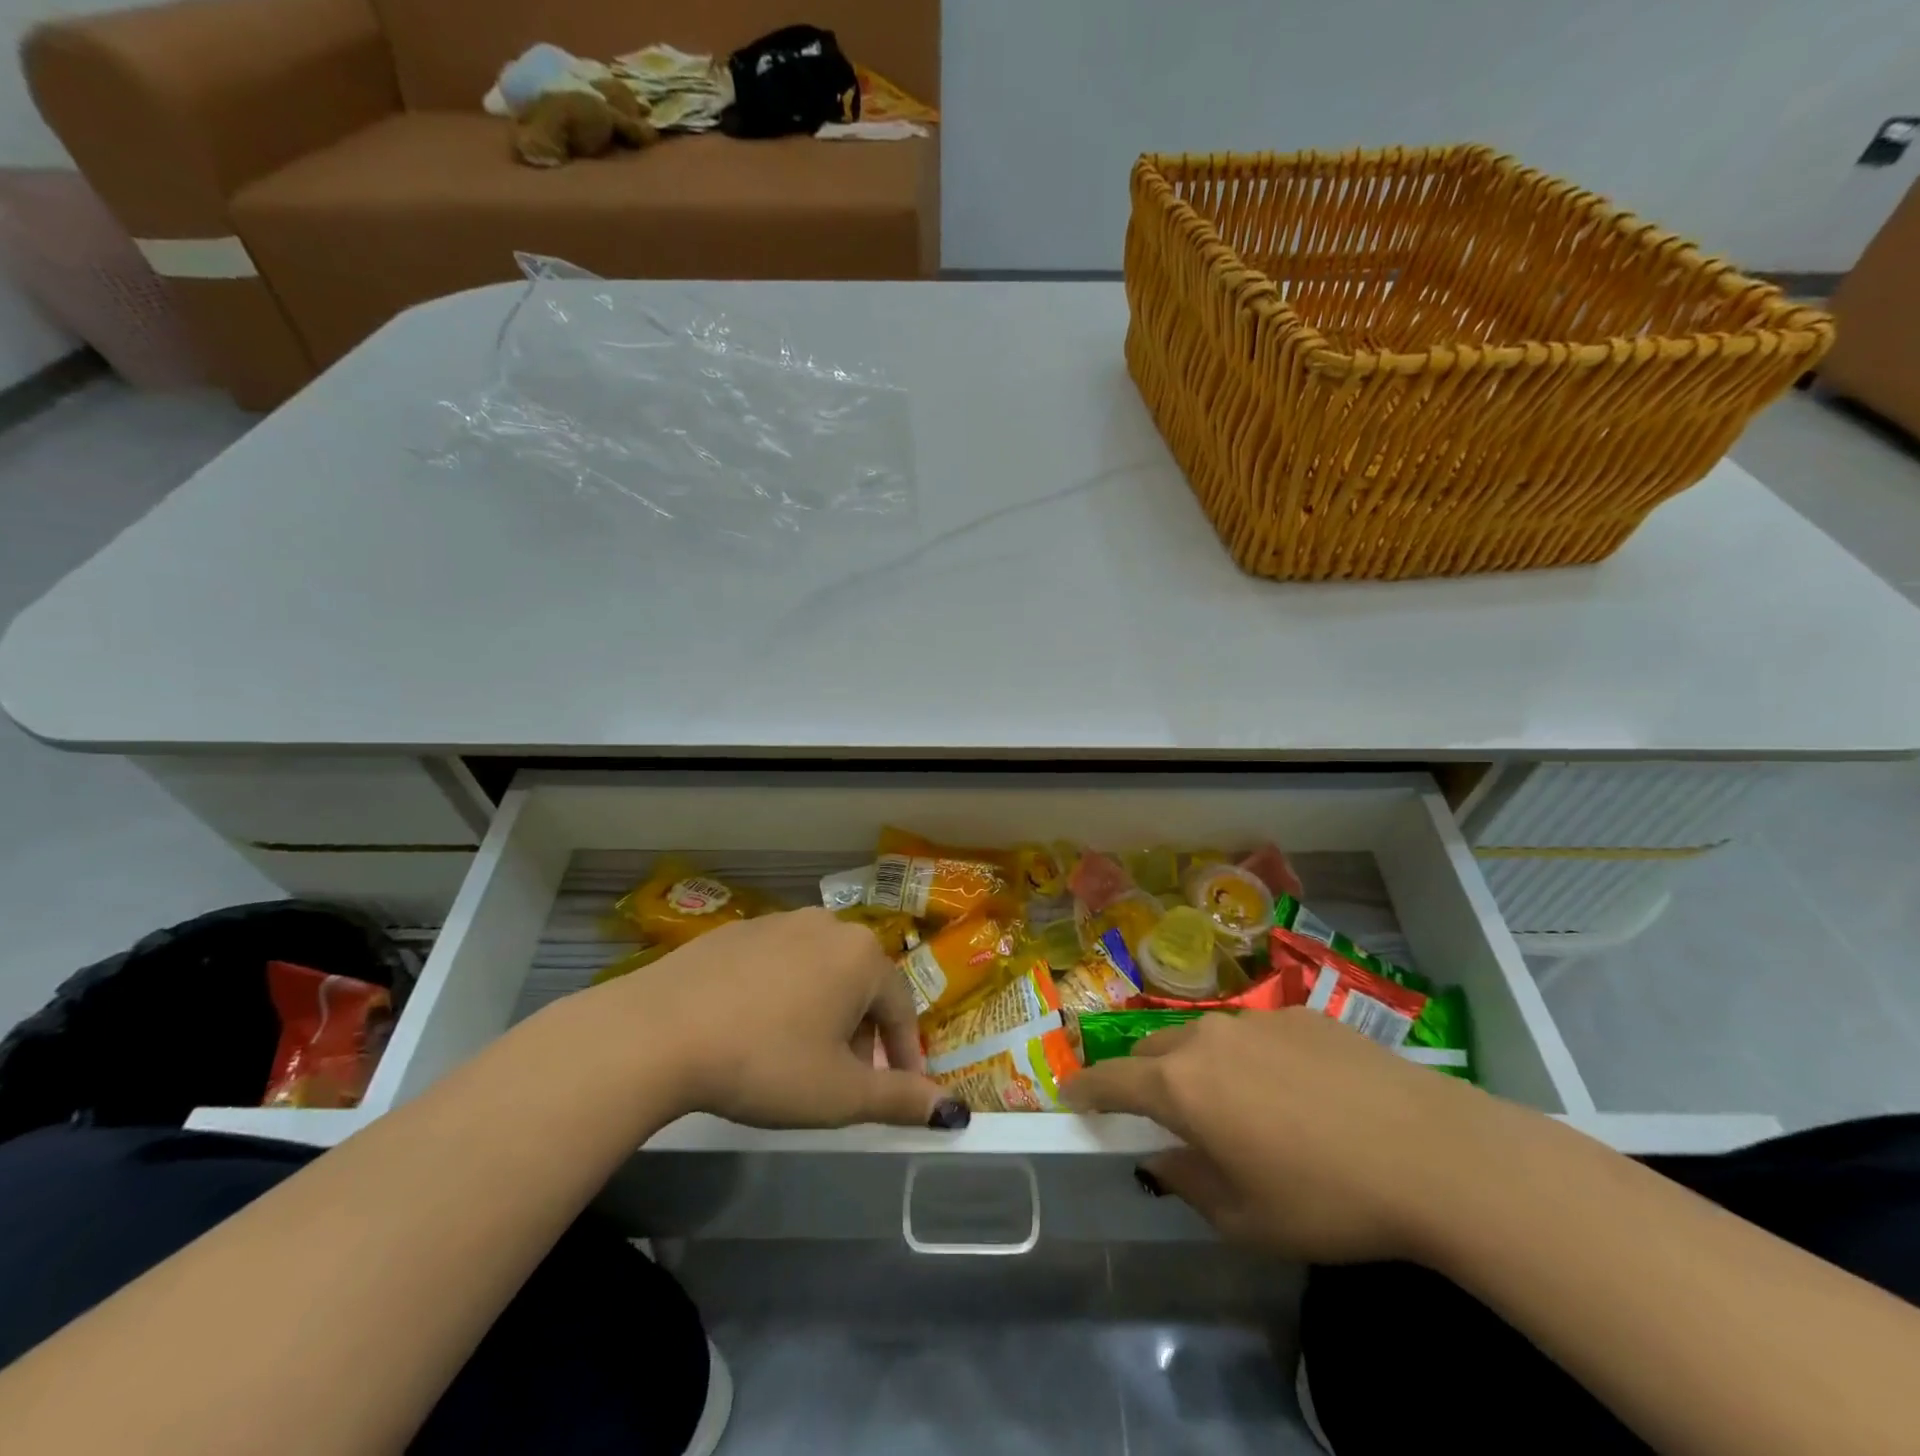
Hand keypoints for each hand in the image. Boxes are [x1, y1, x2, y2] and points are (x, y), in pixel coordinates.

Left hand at [600, 908, 967, 1131]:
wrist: (659, 1031)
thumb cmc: (766, 1062)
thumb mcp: (839, 1094)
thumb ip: (900, 1100)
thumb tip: (952, 1111)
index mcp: (862, 956)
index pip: (901, 1007)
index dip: (905, 1054)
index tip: (903, 1090)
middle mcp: (827, 925)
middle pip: (861, 985)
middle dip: (862, 1034)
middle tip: (845, 1079)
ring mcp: (778, 922)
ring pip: (820, 971)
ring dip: (824, 1012)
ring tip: (800, 1057)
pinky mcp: (735, 931)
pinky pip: (778, 964)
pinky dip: (782, 995)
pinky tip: (755, 1029)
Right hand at [1064, 1009, 1502, 1262]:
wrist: (1430, 1152)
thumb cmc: (1326, 1198)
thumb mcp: (1246, 1218)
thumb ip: (1188, 1184)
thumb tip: (1164, 1160)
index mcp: (1181, 1086)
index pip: (1112, 1079)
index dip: (1086, 1087)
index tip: (1068, 1092)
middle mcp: (1207, 1039)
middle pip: (1154, 1050)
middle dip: (1145, 1077)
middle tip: (1163, 1112)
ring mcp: (1255, 1020)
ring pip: (1204, 1037)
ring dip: (1199, 1065)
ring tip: (1236, 1104)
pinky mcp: (1300, 1014)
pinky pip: (1255, 1033)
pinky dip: (1252, 1058)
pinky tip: (1297, 1092)